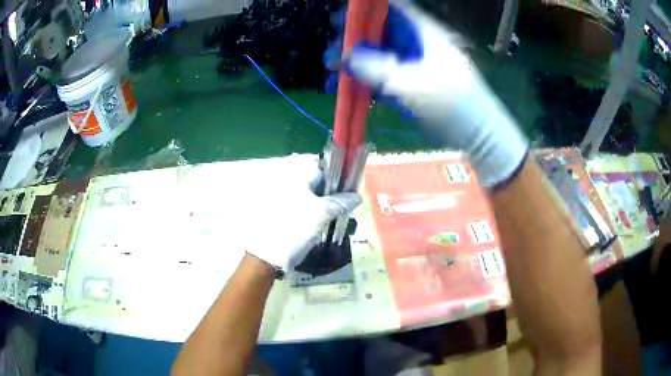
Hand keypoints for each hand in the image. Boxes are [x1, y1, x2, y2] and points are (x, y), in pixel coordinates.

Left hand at [243, 167, 360, 270]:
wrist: (269, 256)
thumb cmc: (296, 229)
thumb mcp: (322, 214)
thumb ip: (340, 202)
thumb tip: (356, 196)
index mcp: (296, 181)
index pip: (323, 173)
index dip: (338, 182)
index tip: (349, 196)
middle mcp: (289, 187)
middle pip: (318, 188)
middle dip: (333, 198)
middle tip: (343, 212)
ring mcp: (286, 203)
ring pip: (313, 201)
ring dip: (325, 210)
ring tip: (334, 223)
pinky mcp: (284, 217)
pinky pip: (305, 212)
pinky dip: (315, 218)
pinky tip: (321, 229)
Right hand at [330, 0, 528, 187]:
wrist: (476, 132)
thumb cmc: (451, 103)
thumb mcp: (412, 83)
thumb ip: (376, 67)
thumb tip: (346, 57)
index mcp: (423, 32)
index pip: (390, 10)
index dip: (365, 14)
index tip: (342, 24)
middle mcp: (417, 42)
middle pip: (380, 33)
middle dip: (354, 43)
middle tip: (332, 58)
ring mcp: (415, 62)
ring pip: (379, 54)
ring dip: (356, 65)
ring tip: (333, 79)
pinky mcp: (413, 80)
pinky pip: (385, 74)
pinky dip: (367, 81)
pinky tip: (350, 90)